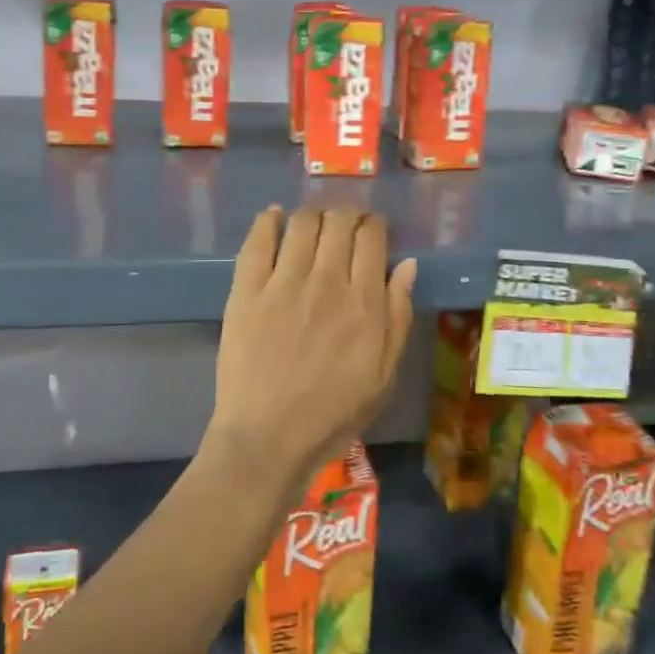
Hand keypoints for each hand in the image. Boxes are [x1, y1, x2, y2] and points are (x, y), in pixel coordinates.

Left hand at [207, 206, 417, 496]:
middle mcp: (325, 282)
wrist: (268, 438)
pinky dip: (268, 221)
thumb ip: (398, 316)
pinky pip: (257, 241)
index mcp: (364, 303)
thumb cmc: (333, 414)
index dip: (374, 224)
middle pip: (338, 222)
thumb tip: (407, 265)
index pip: (371, 237)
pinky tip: (274, 218)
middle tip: (345, 225)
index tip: (372, 229)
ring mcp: (282, 284)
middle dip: (346, 215)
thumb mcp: (384, 376)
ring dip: (313, 215)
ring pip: (302, 223)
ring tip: (313, 225)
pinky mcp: (246, 291)